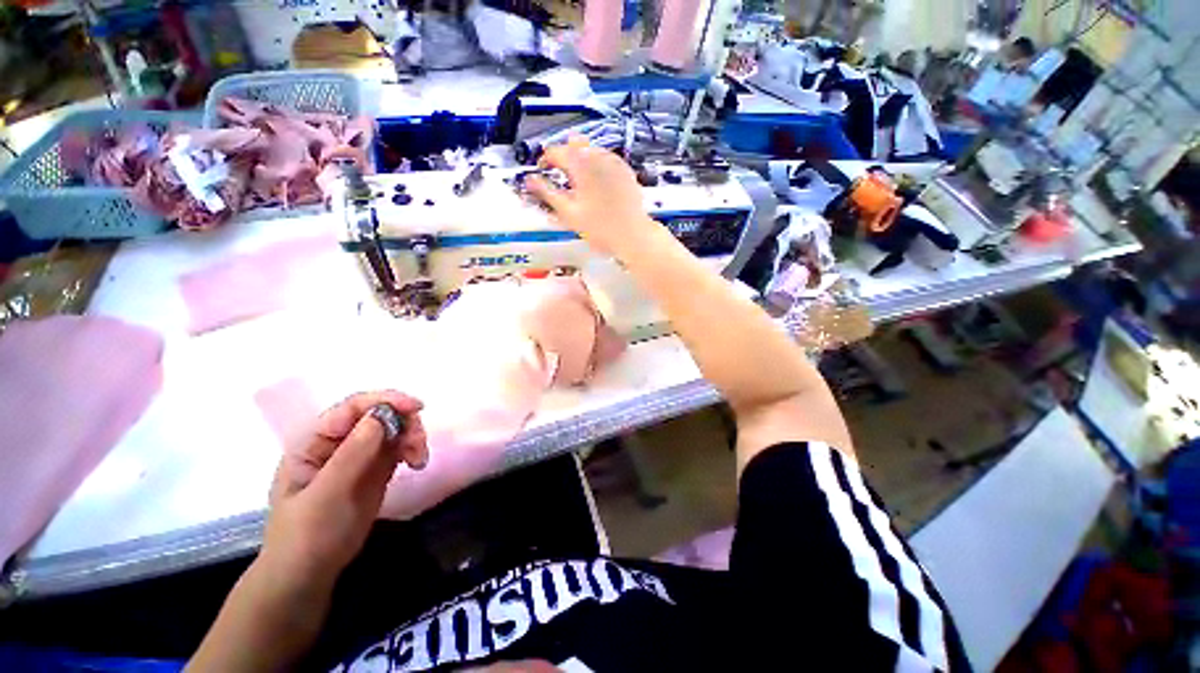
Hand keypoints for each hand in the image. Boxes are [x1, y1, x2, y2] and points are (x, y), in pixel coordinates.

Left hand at [262, 390, 428, 586]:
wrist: (310, 572)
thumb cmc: (306, 534)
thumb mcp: (325, 495)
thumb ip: (351, 455)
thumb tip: (380, 416)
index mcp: (315, 441)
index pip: (353, 407)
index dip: (385, 400)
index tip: (417, 407)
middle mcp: (339, 441)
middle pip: (380, 413)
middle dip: (405, 422)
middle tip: (419, 445)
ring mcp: (359, 454)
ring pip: (395, 428)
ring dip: (413, 436)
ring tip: (419, 460)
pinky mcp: (377, 468)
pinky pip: (400, 446)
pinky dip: (414, 449)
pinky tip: (417, 464)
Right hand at [526, 137, 657, 255]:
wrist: (633, 234)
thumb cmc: (599, 227)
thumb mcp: (569, 213)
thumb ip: (547, 193)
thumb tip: (529, 180)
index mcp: (580, 163)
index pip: (555, 151)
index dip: (545, 160)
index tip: (542, 171)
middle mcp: (597, 155)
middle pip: (574, 144)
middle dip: (564, 156)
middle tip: (561, 176)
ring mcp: (614, 161)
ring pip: (591, 150)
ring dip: (581, 160)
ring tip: (579, 184)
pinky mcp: (626, 170)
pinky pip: (606, 159)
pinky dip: (597, 166)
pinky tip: (598, 186)